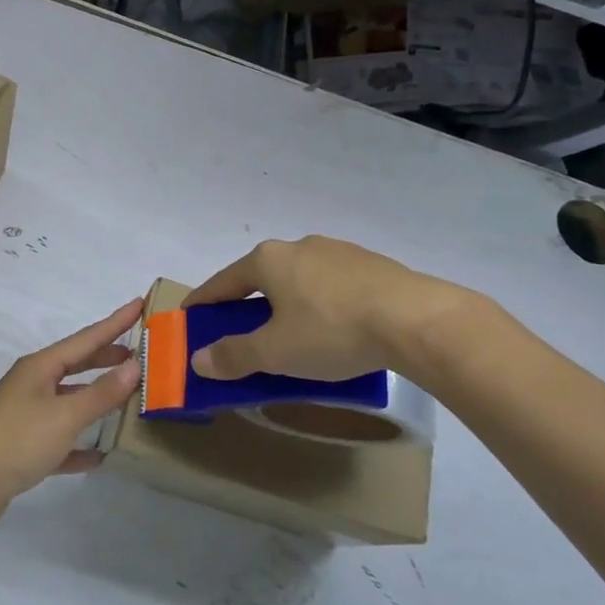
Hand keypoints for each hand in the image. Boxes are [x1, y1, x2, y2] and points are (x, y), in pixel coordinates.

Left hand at [0, 299, 143, 530]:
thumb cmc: (16, 439)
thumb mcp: (65, 415)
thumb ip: (101, 393)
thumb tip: (135, 366)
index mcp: (41, 367)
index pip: (87, 338)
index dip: (115, 322)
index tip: (139, 304)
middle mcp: (33, 385)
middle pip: (77, 365)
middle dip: (107, 358)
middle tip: (138, 352)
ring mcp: (25, 417)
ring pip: (69, 401)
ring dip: (96, 399)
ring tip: (126, 398)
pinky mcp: (22, 449)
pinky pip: (59, 441)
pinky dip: (79, 444)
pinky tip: (99, 455)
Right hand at [185, 237, 469, 382]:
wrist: (414, 318)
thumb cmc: (331, 331)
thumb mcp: (276, 352)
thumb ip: (234, 355)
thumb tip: (197, 358)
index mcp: (268, 261)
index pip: (223, 282)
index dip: (204, 301)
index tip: (190, 316)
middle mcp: (298, 246)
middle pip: (261, 278)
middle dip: (247, 305)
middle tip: (241, 334)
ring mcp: (337, 252)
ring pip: (298, 280)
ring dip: (286, 304)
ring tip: (291, 336)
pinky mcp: (368, 264)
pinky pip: (330, 286)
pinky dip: (319, 305)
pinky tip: (333, 330)